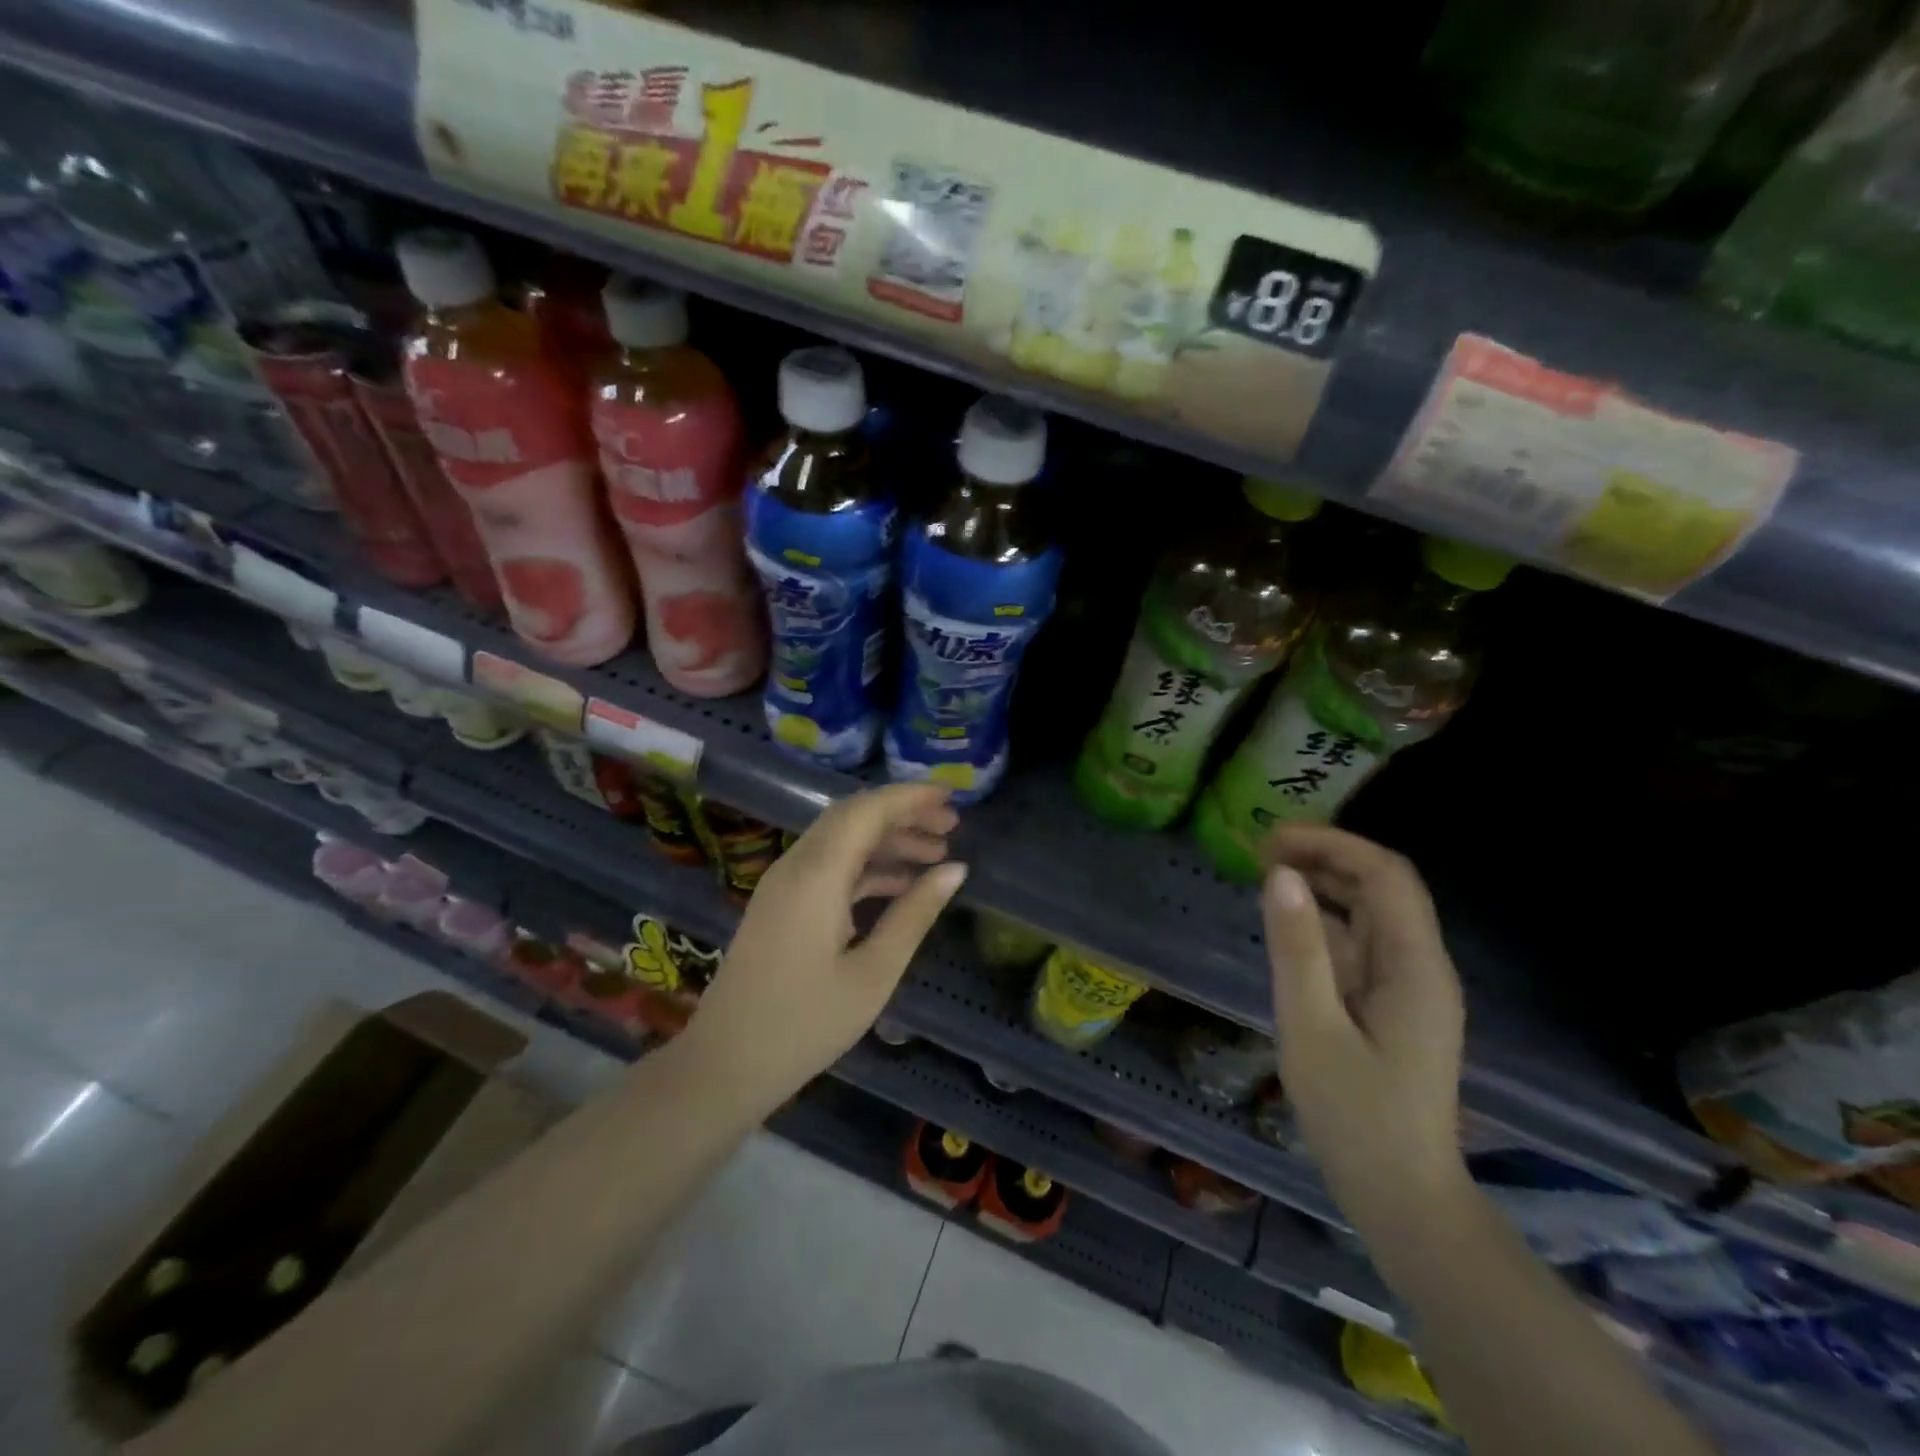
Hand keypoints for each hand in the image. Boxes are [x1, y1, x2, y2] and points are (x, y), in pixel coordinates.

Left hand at [685, 784, 966, 1107]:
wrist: (725, 1064)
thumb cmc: (806, 1024)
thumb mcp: (874, 972)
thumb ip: (915, 913)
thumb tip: (956, 870)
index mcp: (817, 875)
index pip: (868, 810)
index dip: (911, 797)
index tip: (952, 797)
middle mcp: (796, 865)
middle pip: (854, 817)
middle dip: (903, 814)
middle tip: (951, 826)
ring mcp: (784, 884)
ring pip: (842, 840)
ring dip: (887, 841)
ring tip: (937, 856)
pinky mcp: (781, 904)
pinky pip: (829, 867)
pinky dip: (866, 867)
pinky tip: (900, 886)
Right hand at [1260, 824, 1469, 1236]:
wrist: (1403, 1198)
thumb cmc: (1355, 1117)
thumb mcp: (1311, 1027)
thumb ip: (1297, 948)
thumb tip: (1281, 875)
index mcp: (1415, 966)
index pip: (1385, 874)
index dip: (1331, 843)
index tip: (1272, 840)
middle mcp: (1422, 966)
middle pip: (1382, 886)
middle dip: (1325, 857)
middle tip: (1260, 854)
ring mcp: (1410, 987)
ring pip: (1371, 913)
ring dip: (1324, 885)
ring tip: (1267, 877)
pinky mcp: (1394, 1006)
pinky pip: (1362, 944)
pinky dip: (1325, 921)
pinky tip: (1288, 927)